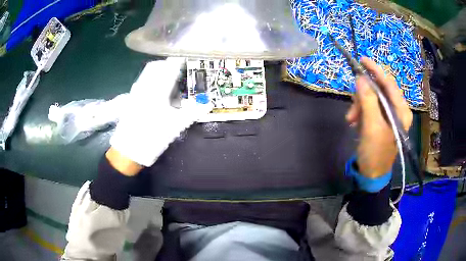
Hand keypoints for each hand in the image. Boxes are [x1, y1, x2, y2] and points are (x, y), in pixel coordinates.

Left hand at [109, 58, 211, 169]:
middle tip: (181, 71)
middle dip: (170, 65)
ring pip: (149, 73)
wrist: (128, 150)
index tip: (189, 59)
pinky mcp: (132, 99)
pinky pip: (143, 82)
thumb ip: (193, 112)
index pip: (170, 66)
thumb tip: (209, 104)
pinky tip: (158, 93)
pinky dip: (153, 81)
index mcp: (157, 89)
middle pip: (157, 66)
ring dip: (160, 72)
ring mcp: (136, 92)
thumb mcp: (176, 125)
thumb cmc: (152, 136)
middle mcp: (145, 86)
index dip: (180, 61)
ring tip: (171, 81)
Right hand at [346, 57, 412, 178]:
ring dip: (359, 105)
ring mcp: (388, 115)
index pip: (389, 84)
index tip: (362, 60)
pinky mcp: (380, 120)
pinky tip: (354, 121)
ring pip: (372, 98)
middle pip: (379, 90)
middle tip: (352, 105)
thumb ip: (368, 101)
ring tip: (351, 118)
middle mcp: (397, 110)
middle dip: (364, 95)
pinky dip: (360, 111)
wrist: (371, 174)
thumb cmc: (375, 153)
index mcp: (401, 111)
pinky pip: (369, 106)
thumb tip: (360, 78)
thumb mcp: (371, 126)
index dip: (376, 70)